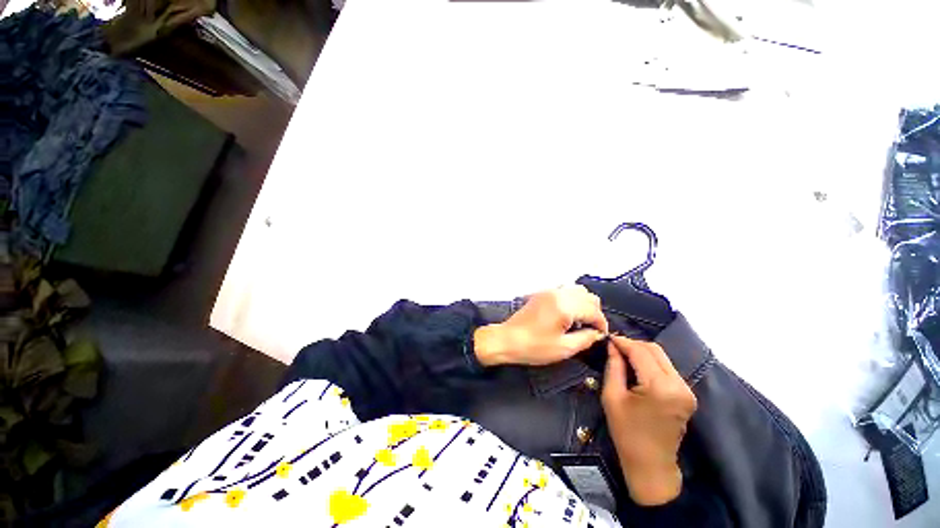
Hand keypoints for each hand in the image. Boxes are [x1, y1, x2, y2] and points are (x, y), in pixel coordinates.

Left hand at [474, 285, 607, 366]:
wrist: (507, 339)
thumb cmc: (534, 346)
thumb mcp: (564, 348)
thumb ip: (586, 339)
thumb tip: (597, 333)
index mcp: (565, 306)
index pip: (593, 310)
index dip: (601, 324)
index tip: (600, 335)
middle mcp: (558, 293)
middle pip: (588, 296)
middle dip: (594, 312)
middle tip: (591, 329)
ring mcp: (548, 291)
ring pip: (577, 290)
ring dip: (584, 303)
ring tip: (580, 321)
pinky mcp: (541, 293)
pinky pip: (564, 290)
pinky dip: (572, 299)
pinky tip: (567, 314)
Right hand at [601, 336, 696, 505]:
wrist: (651, 464)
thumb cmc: (626, 432)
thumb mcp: (612, 396)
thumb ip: (613, 366)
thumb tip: (612, 346)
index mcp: (660, 387)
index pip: (641, 351)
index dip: (623, 342)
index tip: (608, 338)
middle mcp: (679, 385)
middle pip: (655, 350)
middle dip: (633, 345)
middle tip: (614, 347)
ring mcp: (687, 390)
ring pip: (662, 357)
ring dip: (642, 353)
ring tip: (623, 356)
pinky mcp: (687, 394)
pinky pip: (667, 368)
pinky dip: (651, 363)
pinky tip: (637, 367)